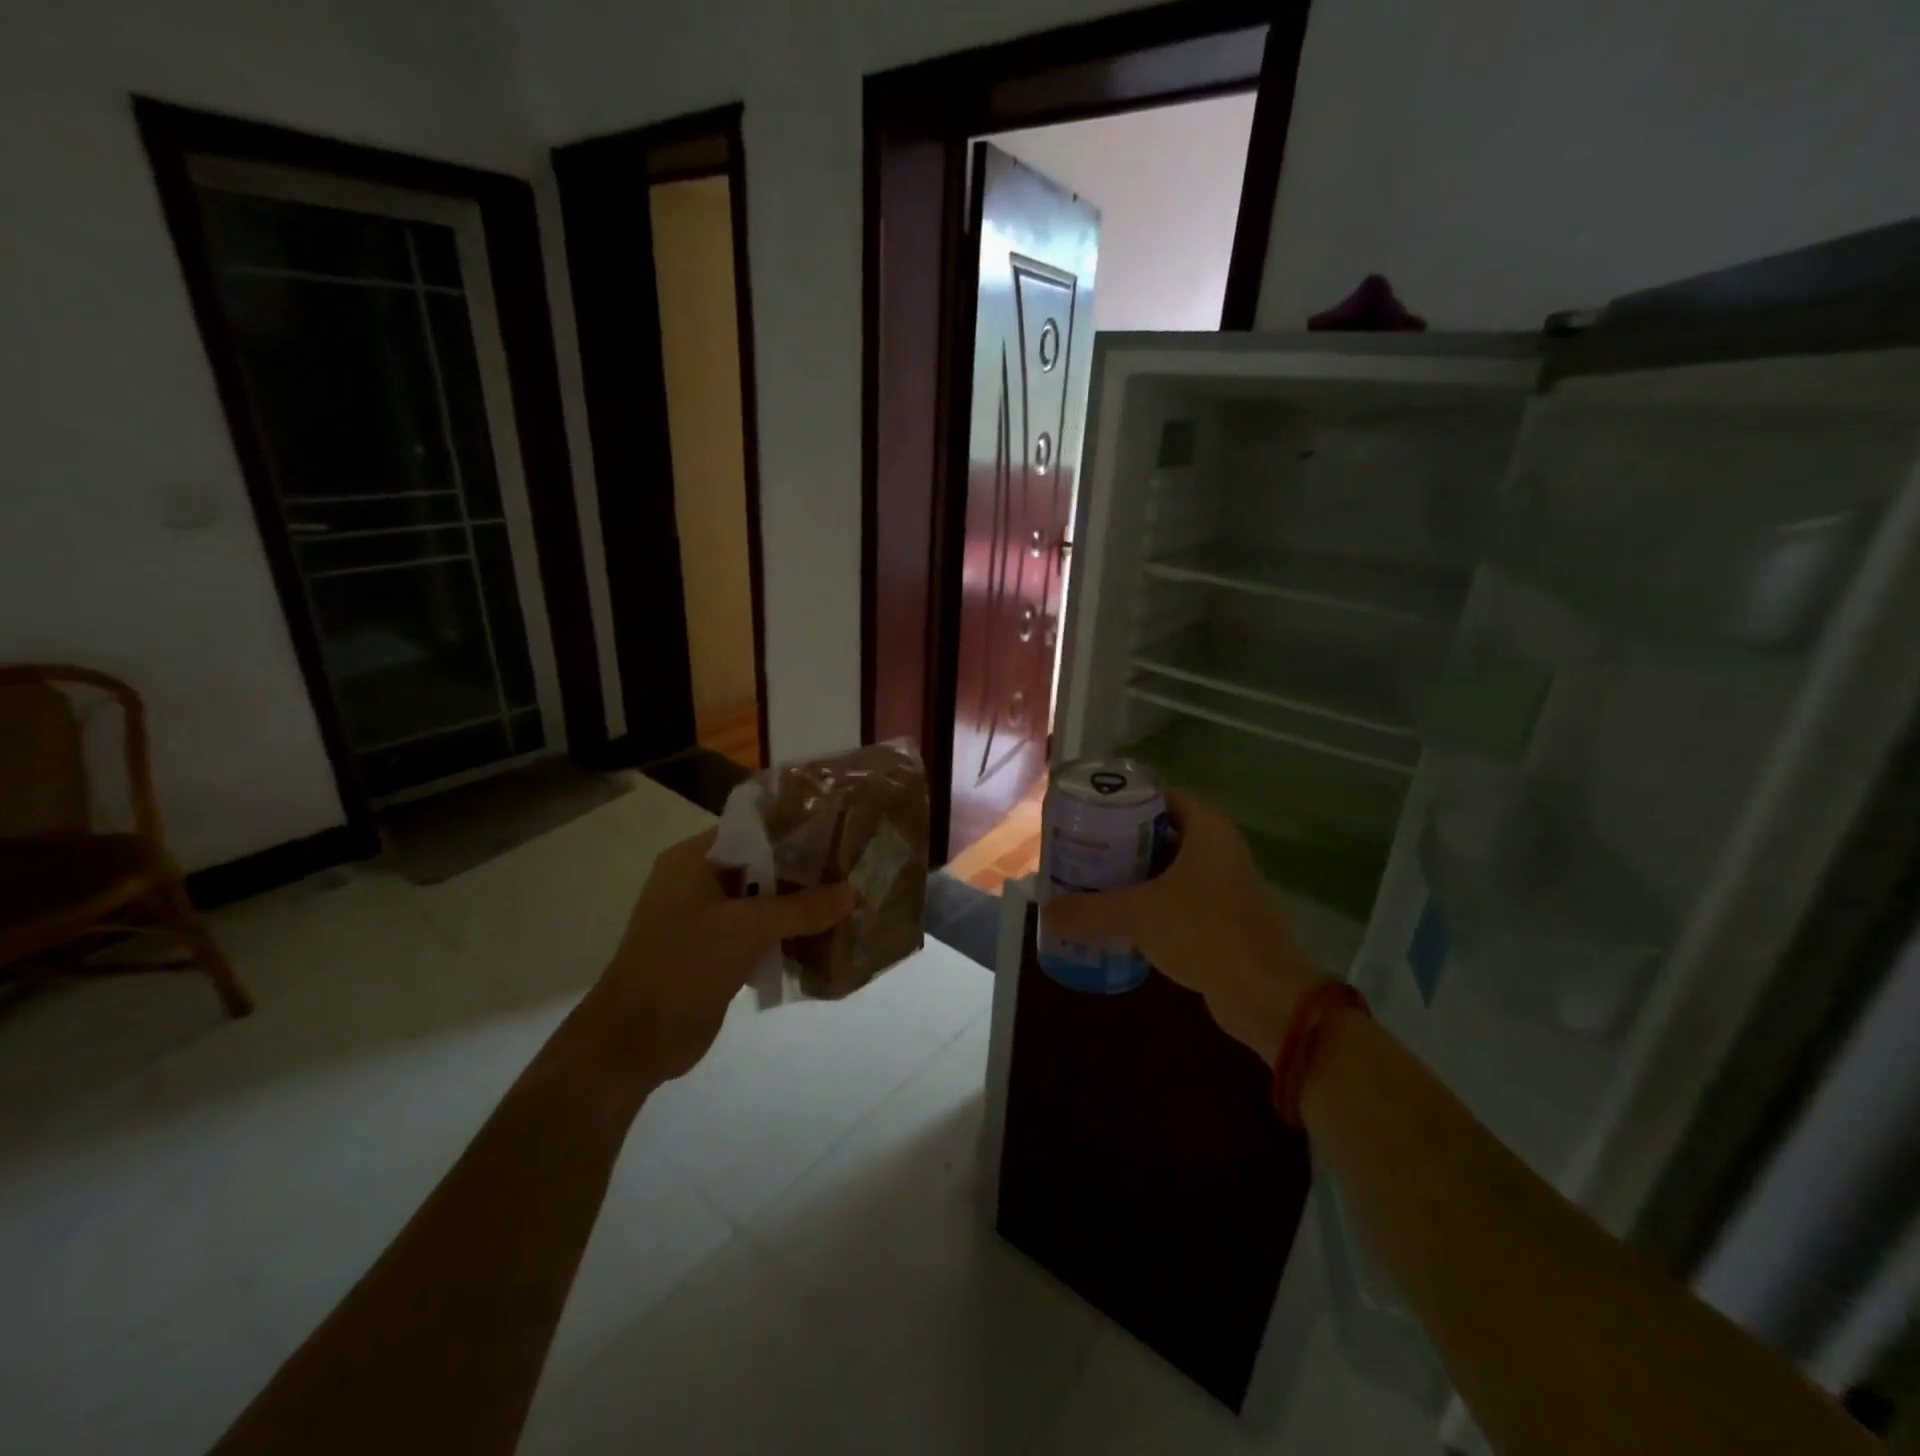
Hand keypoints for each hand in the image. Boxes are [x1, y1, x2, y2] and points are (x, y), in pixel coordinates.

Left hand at [587, 828, 854, 1080]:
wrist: (633, 1041)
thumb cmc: (683, 966)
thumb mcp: (746, 928)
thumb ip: (802, 908)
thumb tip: (853, 892)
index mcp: (694, 860)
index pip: (754, 828)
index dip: (797, 830)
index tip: (842, 833)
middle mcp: (699, 881)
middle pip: (763, 865)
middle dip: (806, 872)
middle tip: (855, 870)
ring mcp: (706, 919)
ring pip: (764, 901)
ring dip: (799, 907)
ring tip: (849, 903)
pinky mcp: (716, 952)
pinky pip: (759, 933)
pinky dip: (786, 935)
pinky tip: (824, 940)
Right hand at [1042, 791, 1325, 1063]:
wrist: (1265, 994)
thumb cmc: (1204, 932)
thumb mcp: (1138, 915)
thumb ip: (1089, 911)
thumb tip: (1048, 913)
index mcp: (1208, 830)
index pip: (1162, 798)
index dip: (1125, 802)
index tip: (1090, 815)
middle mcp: (1219, 851)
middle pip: (1162, 835)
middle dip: (1122, 844)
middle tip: (1082, 851)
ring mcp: (1224, 887)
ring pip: (1169, 872)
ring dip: (1135, 879)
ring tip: (1091, 885)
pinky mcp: (1223, 921)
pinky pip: (1178, 903)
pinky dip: (1150, 907)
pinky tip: (1119, 922)